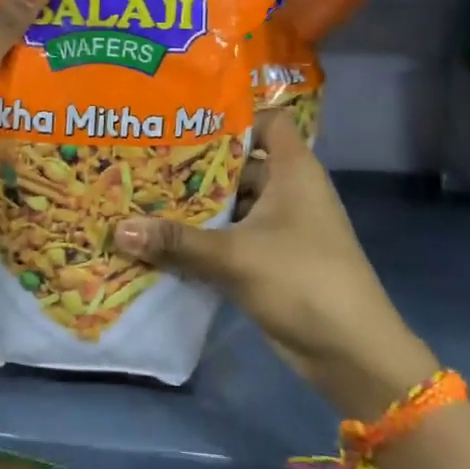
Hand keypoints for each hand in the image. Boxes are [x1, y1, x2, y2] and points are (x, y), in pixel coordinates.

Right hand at [110, 110, 438, 416]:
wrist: (352, 353)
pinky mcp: (271, 260)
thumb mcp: (234, 256)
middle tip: (147, 156)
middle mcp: (288, 191)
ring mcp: (281, 228)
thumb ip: (176, 240)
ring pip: (233, 204)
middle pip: (240, 163)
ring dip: (196, 205)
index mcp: (293, 170)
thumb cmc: (302, 280)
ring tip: (144, 194)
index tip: (184, 118)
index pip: (267, 120)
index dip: (232, 115)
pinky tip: (162, 238)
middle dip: (196, 163)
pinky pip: (231, 237)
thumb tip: (117, 229)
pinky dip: (204, 237)